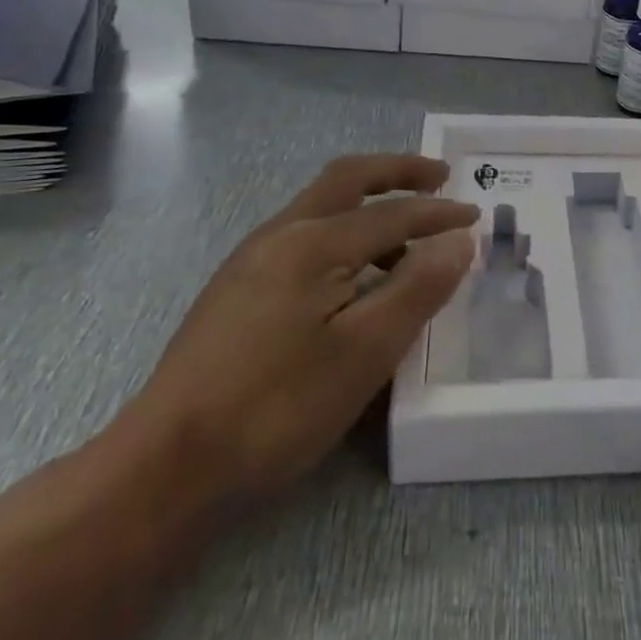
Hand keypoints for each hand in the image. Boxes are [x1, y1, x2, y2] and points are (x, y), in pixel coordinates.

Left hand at [122, 155, 478, 504]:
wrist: (165, 468)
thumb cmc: (277, 407)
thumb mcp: (365, 352)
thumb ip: (418, 288)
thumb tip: (458, 241)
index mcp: (313, 243)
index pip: (392, 214)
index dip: (439, 215)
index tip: (476, 218)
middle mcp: (280, 235)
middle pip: (347, 179)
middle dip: (397, 171)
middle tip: (440, 177)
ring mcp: (251, 261)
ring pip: (321, 208)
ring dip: (369, 206)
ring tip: (405, 242)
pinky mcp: (235, 290)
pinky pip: (303, 238)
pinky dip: (342, 235)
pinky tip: (351, 279)